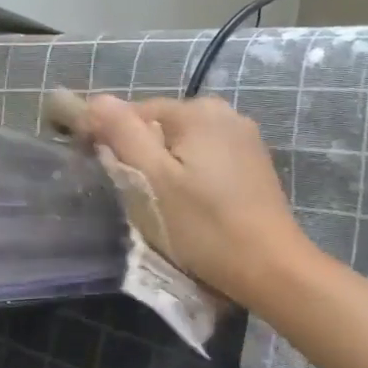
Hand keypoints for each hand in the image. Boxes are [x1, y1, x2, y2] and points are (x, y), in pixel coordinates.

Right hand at [80, 94, 315, 307]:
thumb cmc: (205, 227)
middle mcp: (225, 113)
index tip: (104, 176)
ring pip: (184, 145)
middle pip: (162, 127)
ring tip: (164, 206)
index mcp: (198, 110)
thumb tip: (97, 100)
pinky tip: (193, 206)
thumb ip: (122, 134)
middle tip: (136, 198)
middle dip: (142, 156)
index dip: (112, 140)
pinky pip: (207, 159)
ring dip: (166, 169)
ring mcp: (244, 138)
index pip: (135, 112)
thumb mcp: (153, 181)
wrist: (271, 268)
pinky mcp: (254, 164)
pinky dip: (192, 177)